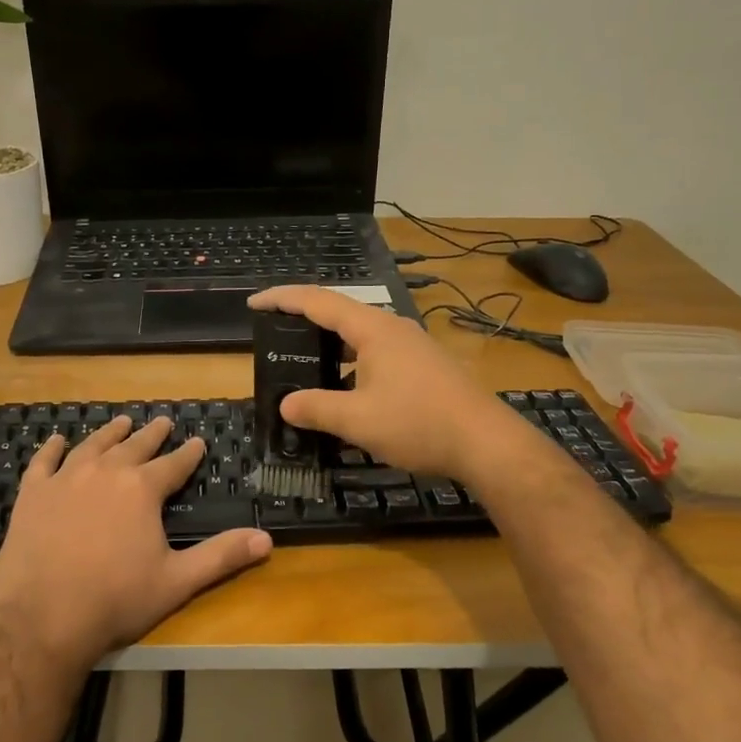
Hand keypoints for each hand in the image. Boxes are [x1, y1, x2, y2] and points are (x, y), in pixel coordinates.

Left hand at [0, 415, 272, 668]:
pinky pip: (44, 462)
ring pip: (93, 446)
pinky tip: (57, 440)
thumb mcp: (177, 581)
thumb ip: (222, 556)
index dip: (188, 454)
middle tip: (163, 421)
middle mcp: (106, 472)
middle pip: (134, 446)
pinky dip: (52, 448)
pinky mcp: (33, 494)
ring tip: (121, 422)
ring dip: (110, 433)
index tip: (197, 442)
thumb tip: (267, 540)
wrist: (44, 618)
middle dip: (152, 434)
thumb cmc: (116, 600)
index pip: (173, 464)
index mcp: (142, 489)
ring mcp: (65, 479)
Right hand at [247, 286, 521, 479]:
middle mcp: (393, 328)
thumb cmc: (418, 423)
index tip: (254, 303)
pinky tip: (347, 394)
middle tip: (276, 334)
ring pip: (360, 338)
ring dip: (331, 348)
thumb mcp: (358, 420)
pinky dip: (352, 365)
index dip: (283, 299)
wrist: (486, 442)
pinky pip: (377, 355)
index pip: (318, 301)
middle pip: (340, 314)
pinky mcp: (424, 366)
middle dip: (305, 321)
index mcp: (373, 329)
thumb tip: (286, 405)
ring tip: (305, 366)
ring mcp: (412, 346)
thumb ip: (317, 409)